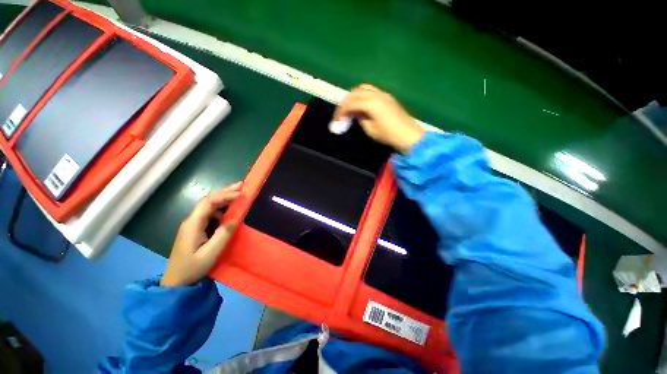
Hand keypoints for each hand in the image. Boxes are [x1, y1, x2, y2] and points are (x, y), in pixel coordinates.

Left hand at [161, 182, 241, 286]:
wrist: (176, 283)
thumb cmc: (192, 268)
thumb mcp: (210, 253)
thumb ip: (223, 235)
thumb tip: (235, 218)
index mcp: (193, 224)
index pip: (208, 202)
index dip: (225, 195)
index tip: (241, 193)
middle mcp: (191, 221)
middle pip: (208, 200)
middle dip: (225, 191)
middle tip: (241, 185)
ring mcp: (193, 225)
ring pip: (209, 206)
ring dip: (224, 198)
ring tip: (239, 194)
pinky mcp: (196, 229)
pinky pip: (210, 214)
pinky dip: (222, 208)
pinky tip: (230, 210)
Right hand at [334, 84, 424, 152]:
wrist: (408, 135)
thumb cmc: (387, 134)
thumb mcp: (369, 129)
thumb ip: (359, 118)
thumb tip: (354, 113)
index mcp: (370, 103)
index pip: (350, 103)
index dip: (340, 111)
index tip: (336, 119)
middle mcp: (376, 94)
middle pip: (355, 92)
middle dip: (345, 102)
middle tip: (341, 113)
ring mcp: (383, 94)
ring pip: (363, 88)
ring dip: (354, 96)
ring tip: (350, 107)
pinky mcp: (387, 96)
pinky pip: (371, 91)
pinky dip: (362, 95)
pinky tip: (361, 105)